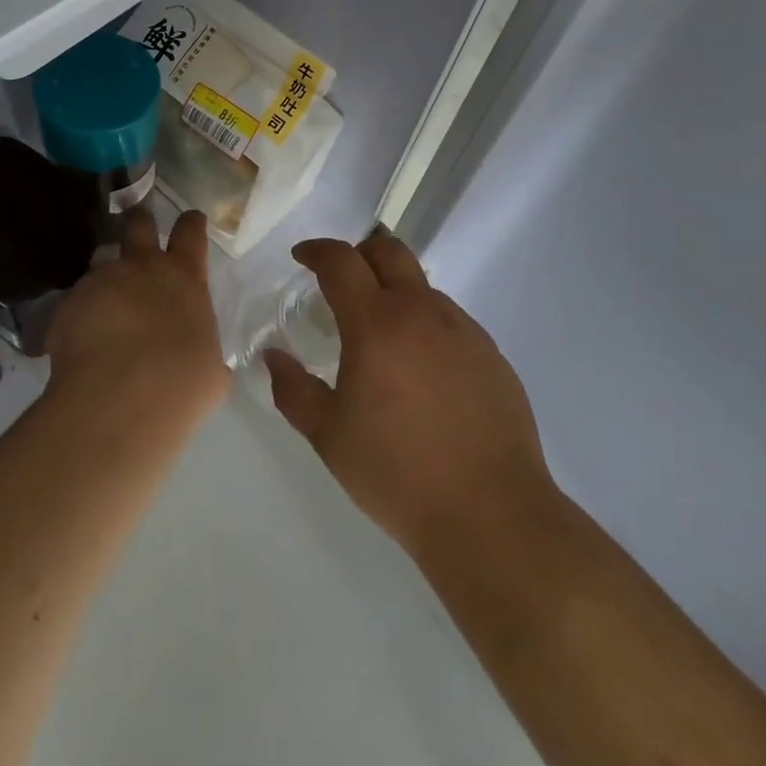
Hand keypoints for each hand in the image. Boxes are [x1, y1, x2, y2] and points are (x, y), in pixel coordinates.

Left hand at [46, 207, 227, 430]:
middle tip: (138, 227)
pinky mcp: (68, 304)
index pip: (191, 232)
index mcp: (184, 278)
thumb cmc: (180, 382)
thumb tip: (202, 361)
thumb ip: (203, 352)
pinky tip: (82, 344)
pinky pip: (76, 303)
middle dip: (139, 221)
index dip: (191, 223)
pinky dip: (80, 316)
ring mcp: (101, 280)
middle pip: (139, 223)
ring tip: (104, 305)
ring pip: (101, 262)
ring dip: (105, 277)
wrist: (119, 397)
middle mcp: (142, 267)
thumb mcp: (209, 370)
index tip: (191, 220)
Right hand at [265, 230, 552, 561]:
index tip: (302, 258)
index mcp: (377, 324)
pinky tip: (422, 373)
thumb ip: (293, 390)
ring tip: (382, 339)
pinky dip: (425, 326)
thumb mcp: (329, 436)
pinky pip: (450, 321)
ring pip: (422, 288)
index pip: (341, 261)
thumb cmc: (397, 474)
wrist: (491, 514)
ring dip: (394, 294)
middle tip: (341, 280)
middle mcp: (422, 312)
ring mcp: (463, 330)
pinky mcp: (491, 354)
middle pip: (389, 251)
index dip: (317, 251)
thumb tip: (273, 357)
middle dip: (359, 253)